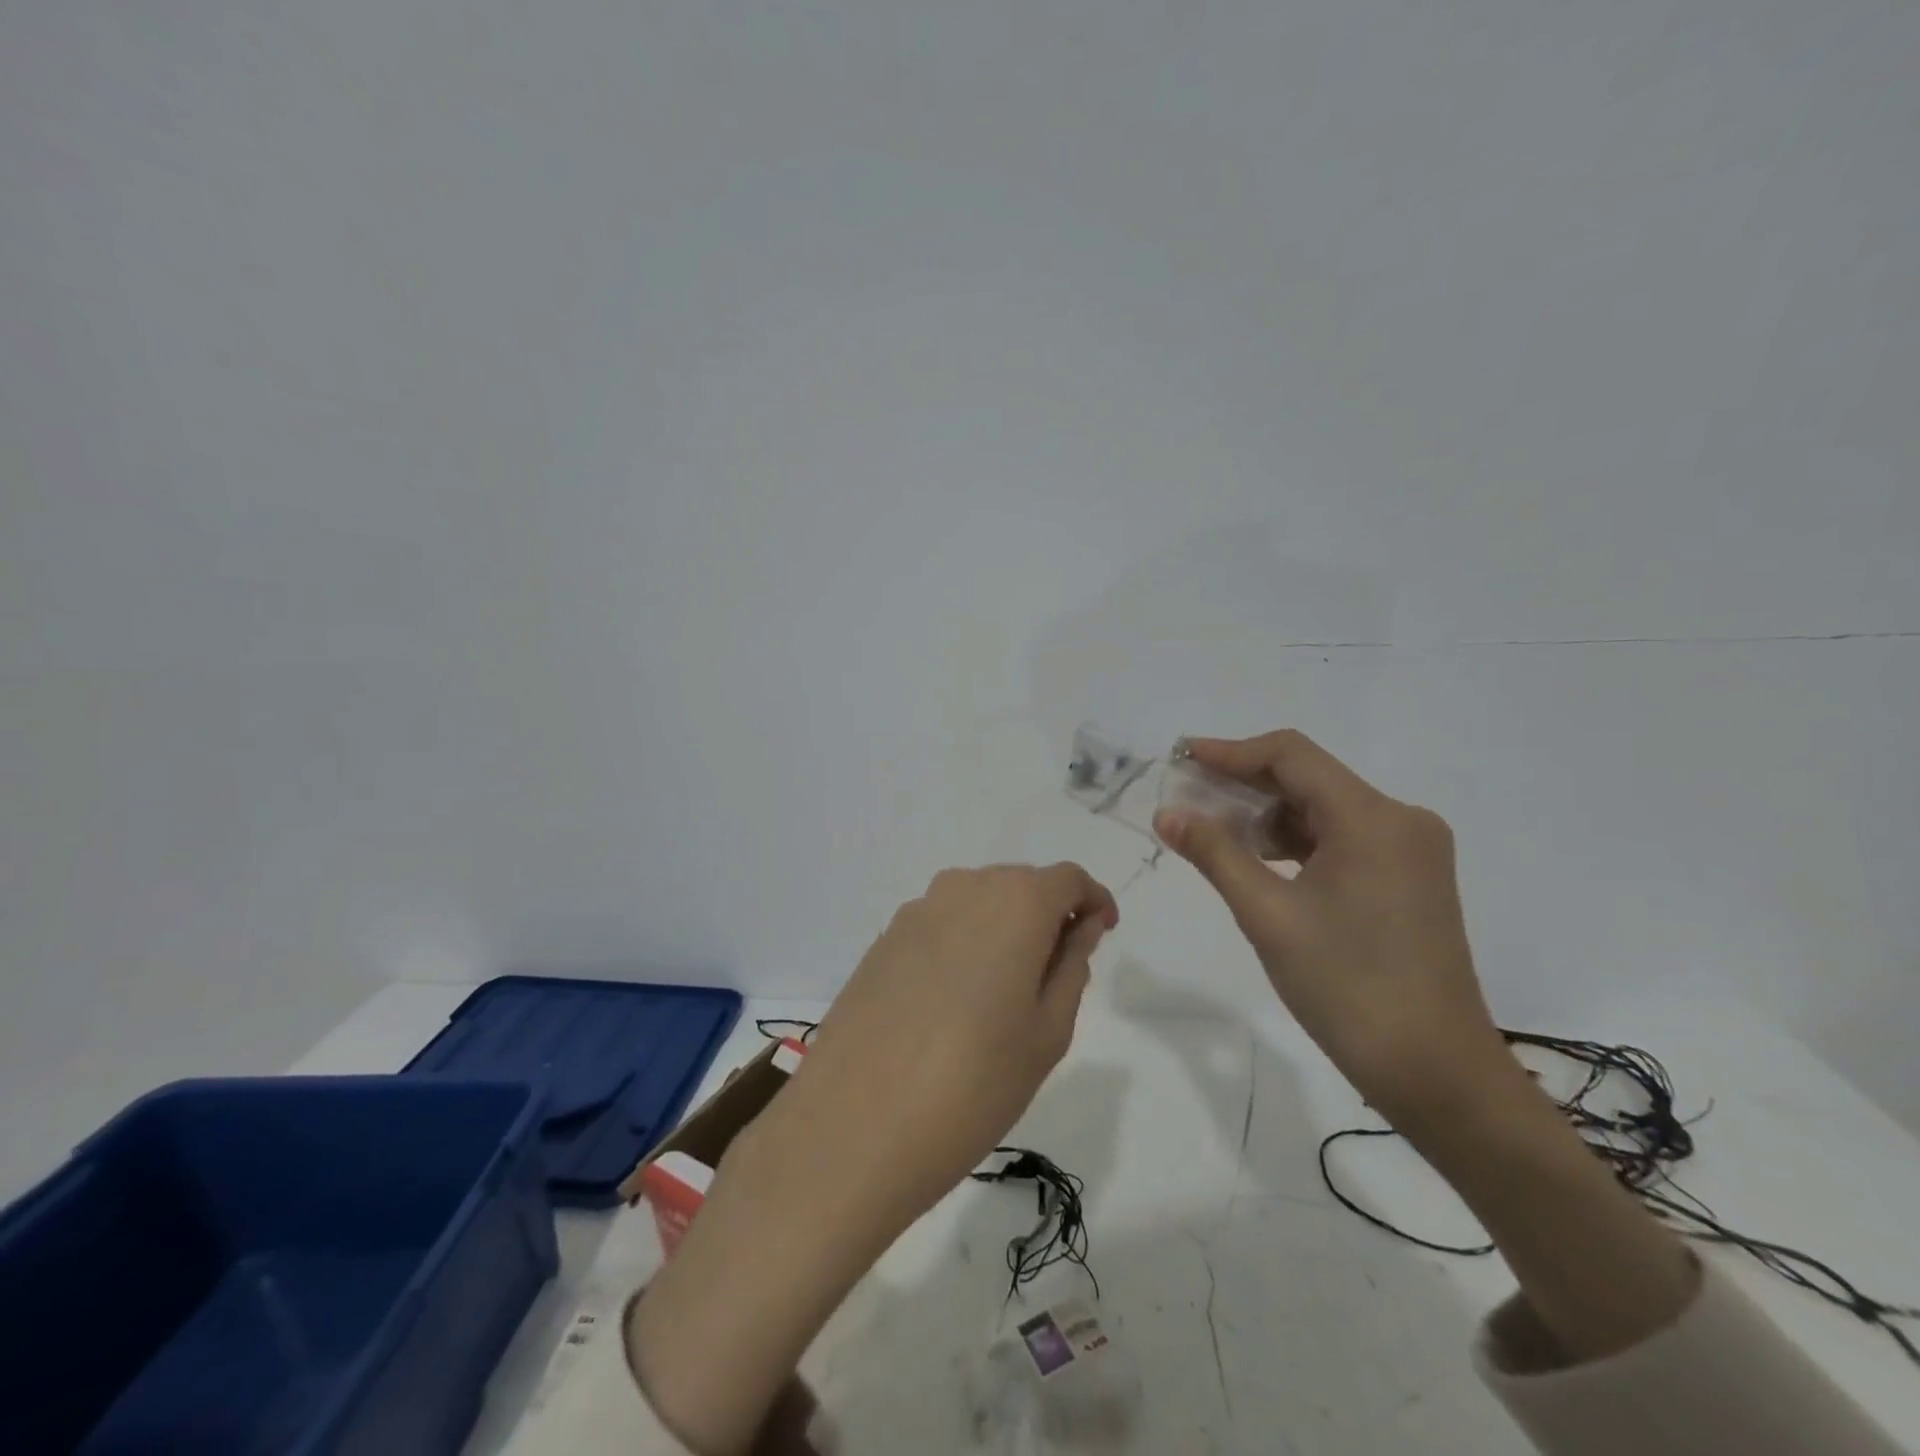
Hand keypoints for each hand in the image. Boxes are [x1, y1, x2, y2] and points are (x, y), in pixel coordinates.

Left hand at [628, 864, 1115, 1454]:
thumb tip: (1080, 926)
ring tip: (1004, 996)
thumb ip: (1071, 965)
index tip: (1101, 934)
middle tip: (1056, 976)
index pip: (1068, 879)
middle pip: (1021, 885)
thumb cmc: (973, 1086)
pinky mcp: (883, 940)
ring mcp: (915, 911)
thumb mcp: (1047, 1032)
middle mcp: (963, 888)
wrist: (853, 1128)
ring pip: (978, 902)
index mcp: (1014, 903)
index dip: (1092, 900)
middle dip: (1048, 916)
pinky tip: (954, 1003)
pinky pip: (941, 924)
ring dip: (1003, 930)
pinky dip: (963, 944)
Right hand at [1153, 730, 1503, 1119]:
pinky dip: (1296, 841)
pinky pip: (1342, 838)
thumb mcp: (1268, 915)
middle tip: (1185, 797)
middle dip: (1243, 784)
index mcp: (1372, 818)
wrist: (1435, 1072)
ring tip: (1211, 831)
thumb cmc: (1347, 987)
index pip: (1291, 755)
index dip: (1230, 751)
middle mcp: (1400, 820)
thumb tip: (1166, 814)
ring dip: (1267, 815)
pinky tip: (1257, 859)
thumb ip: (1215, 854)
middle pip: (1309, 778)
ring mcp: (1410, 850)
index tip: (1181, 758)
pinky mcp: (1410, 878)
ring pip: (1324, 809)